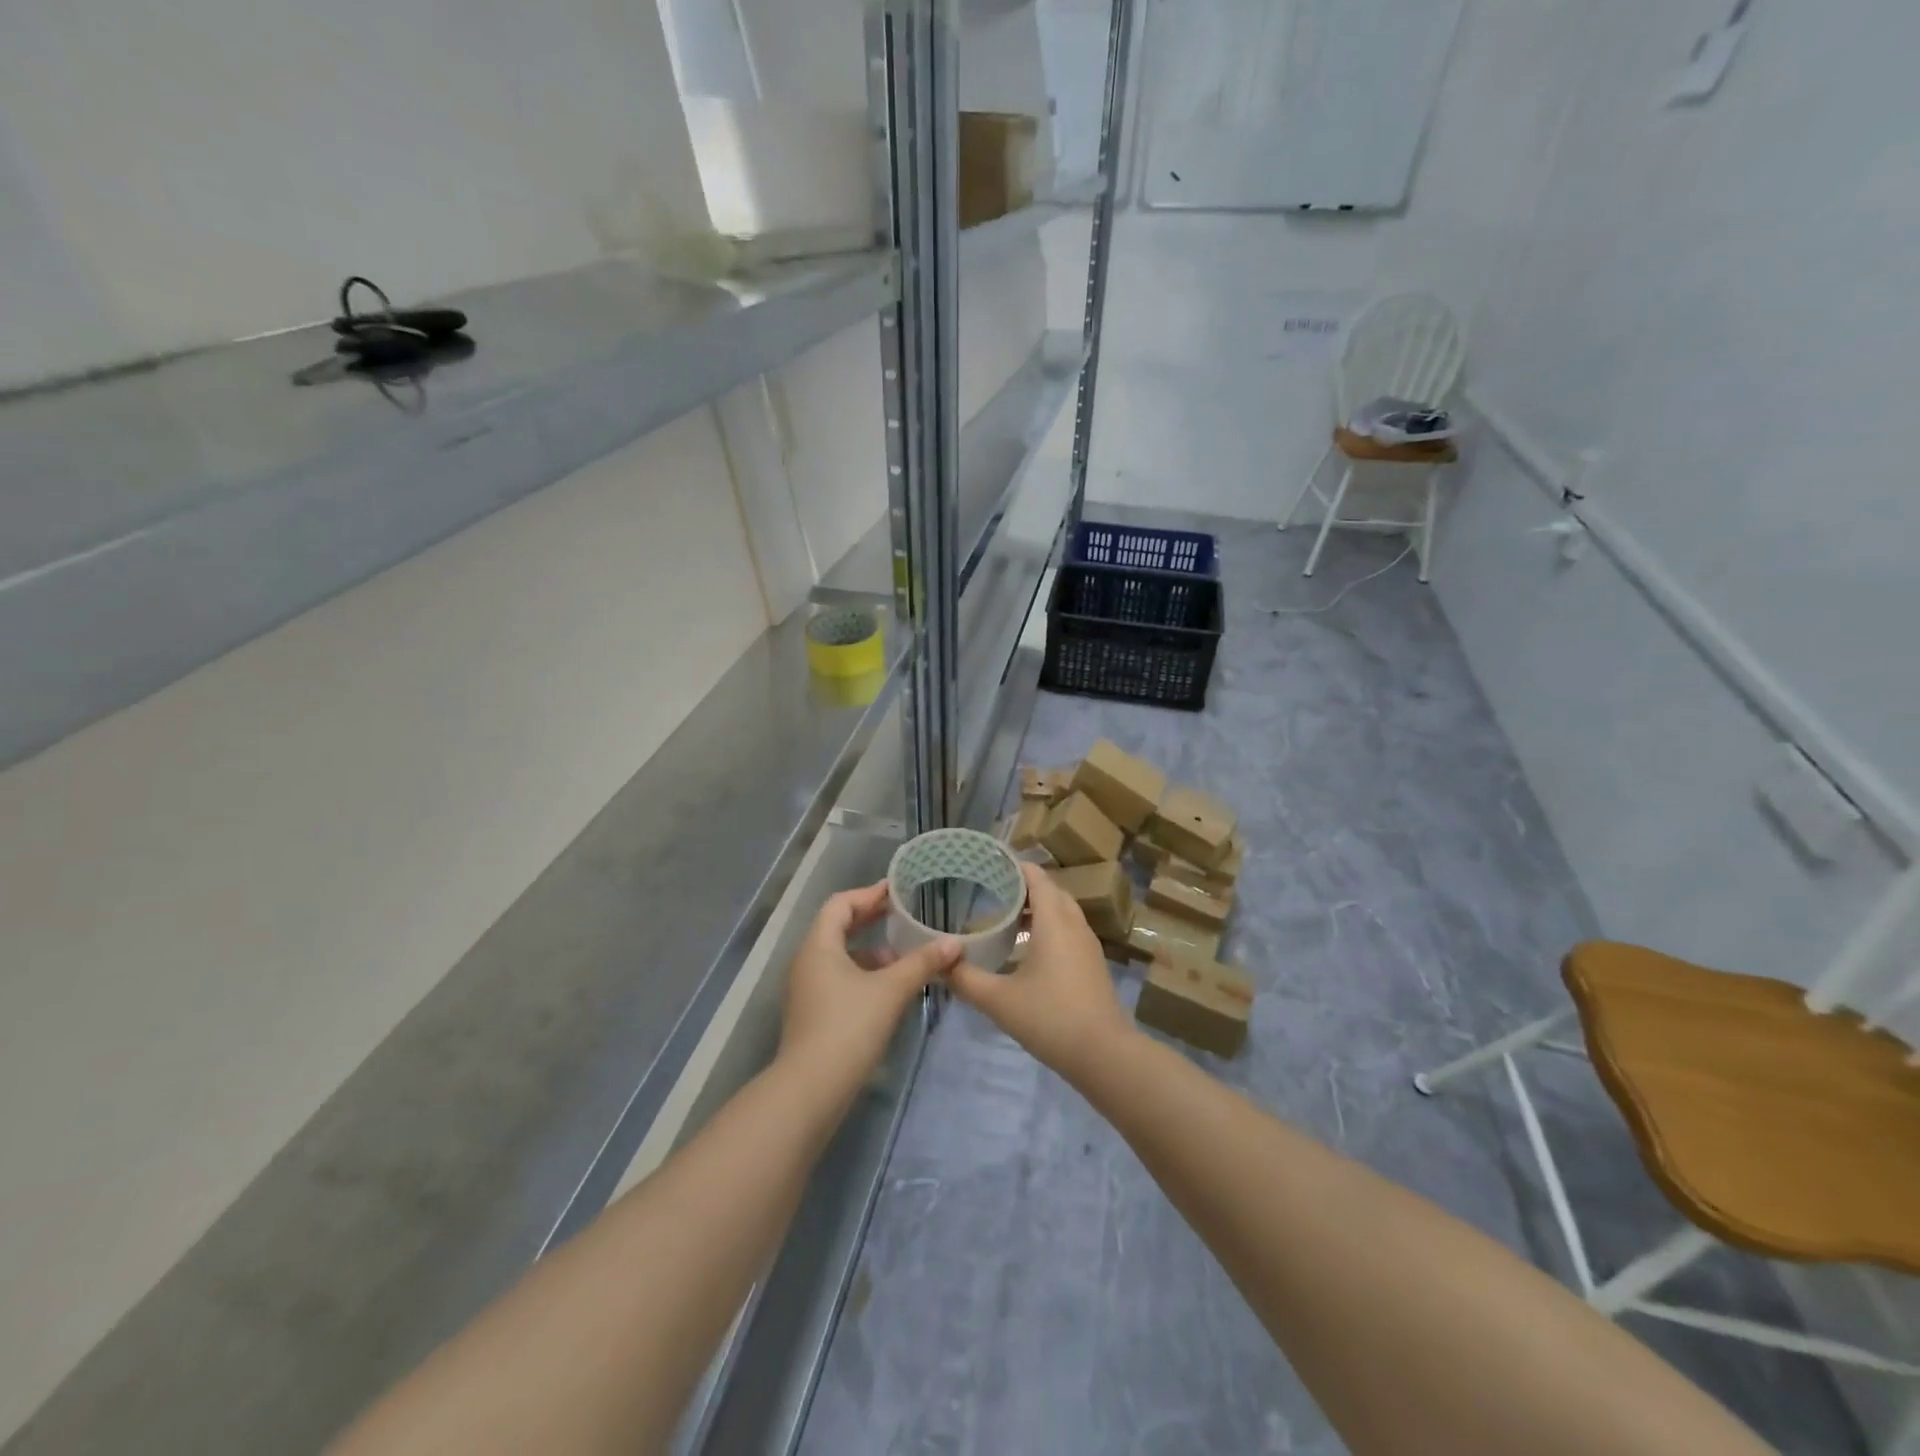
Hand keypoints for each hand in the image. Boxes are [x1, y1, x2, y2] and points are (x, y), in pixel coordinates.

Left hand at [779, 882, 959, 1092]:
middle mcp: (807, 961)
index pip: (841, 904)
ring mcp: (806, 990)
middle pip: (838, 927)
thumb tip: (954, 943)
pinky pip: (838, 978)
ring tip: (903, 956)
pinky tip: (889, 989)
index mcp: (819, 946)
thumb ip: (922, 963)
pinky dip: (863, 974)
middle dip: (871, 920)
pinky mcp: (812, 1014)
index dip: (869, 894)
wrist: (811, 1090)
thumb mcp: (891, 990)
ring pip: (839, 956)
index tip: (897, 891)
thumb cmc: (849, 1027)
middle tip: (903, 914)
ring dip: (870, 951)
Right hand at [947, 862, 1134, 1081]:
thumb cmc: (1050, 1018)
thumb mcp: (999, 1000)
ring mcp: (1088, 944)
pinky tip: (1027, 951)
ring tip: (1006, 919)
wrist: (1104, 1054)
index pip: (1036, 877)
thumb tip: (939, 964)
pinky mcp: (1092, 964)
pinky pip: (1069, 930)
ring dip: (1037, 909)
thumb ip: (966, 979)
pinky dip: (1049, 928)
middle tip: (992, 891)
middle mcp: (1074, 924)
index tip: (989, 864)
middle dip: (1023, 887)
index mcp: (1054, 921)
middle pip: (1050, 891)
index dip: (1014, 867)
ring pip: (1062, 912)